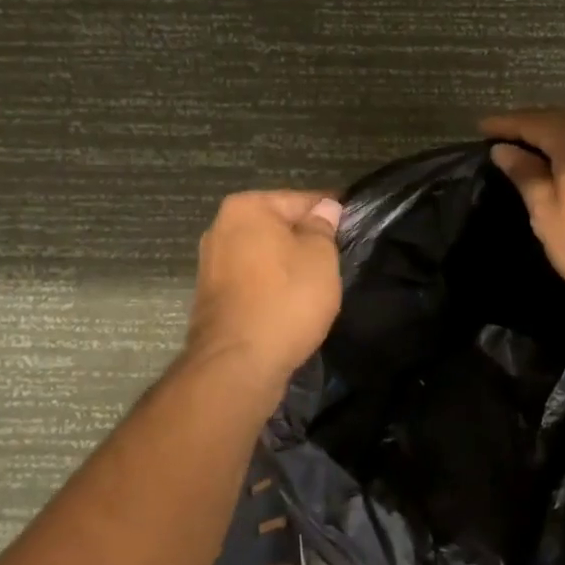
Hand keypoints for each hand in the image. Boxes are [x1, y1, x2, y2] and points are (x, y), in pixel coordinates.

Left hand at [186, 191, 343, 382]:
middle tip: (338, 257)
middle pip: (277, 226)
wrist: (237, 364)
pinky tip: (291, 302)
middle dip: (305, 238)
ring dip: (288, 264)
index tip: (353, 226)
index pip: (301, 199)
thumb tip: (325, 208)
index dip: (331, 212)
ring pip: (264, 254)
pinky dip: (271, 286)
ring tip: (318, 283)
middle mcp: (221, 227)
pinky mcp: (211, 296)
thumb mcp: (320, 256)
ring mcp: (211, 263)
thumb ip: (323, 227)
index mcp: (246, 208)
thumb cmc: (286, 299)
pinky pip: (252, 280)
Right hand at [483, 109, 564, 327]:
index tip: (480, 127)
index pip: (533, 121)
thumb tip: (504, 149)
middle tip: (503, 135)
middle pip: (560, 118)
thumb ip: (525, 175)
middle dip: (530, 124)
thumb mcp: (548, 215)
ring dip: (555, 133)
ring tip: (531, 147)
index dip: (505, 123)